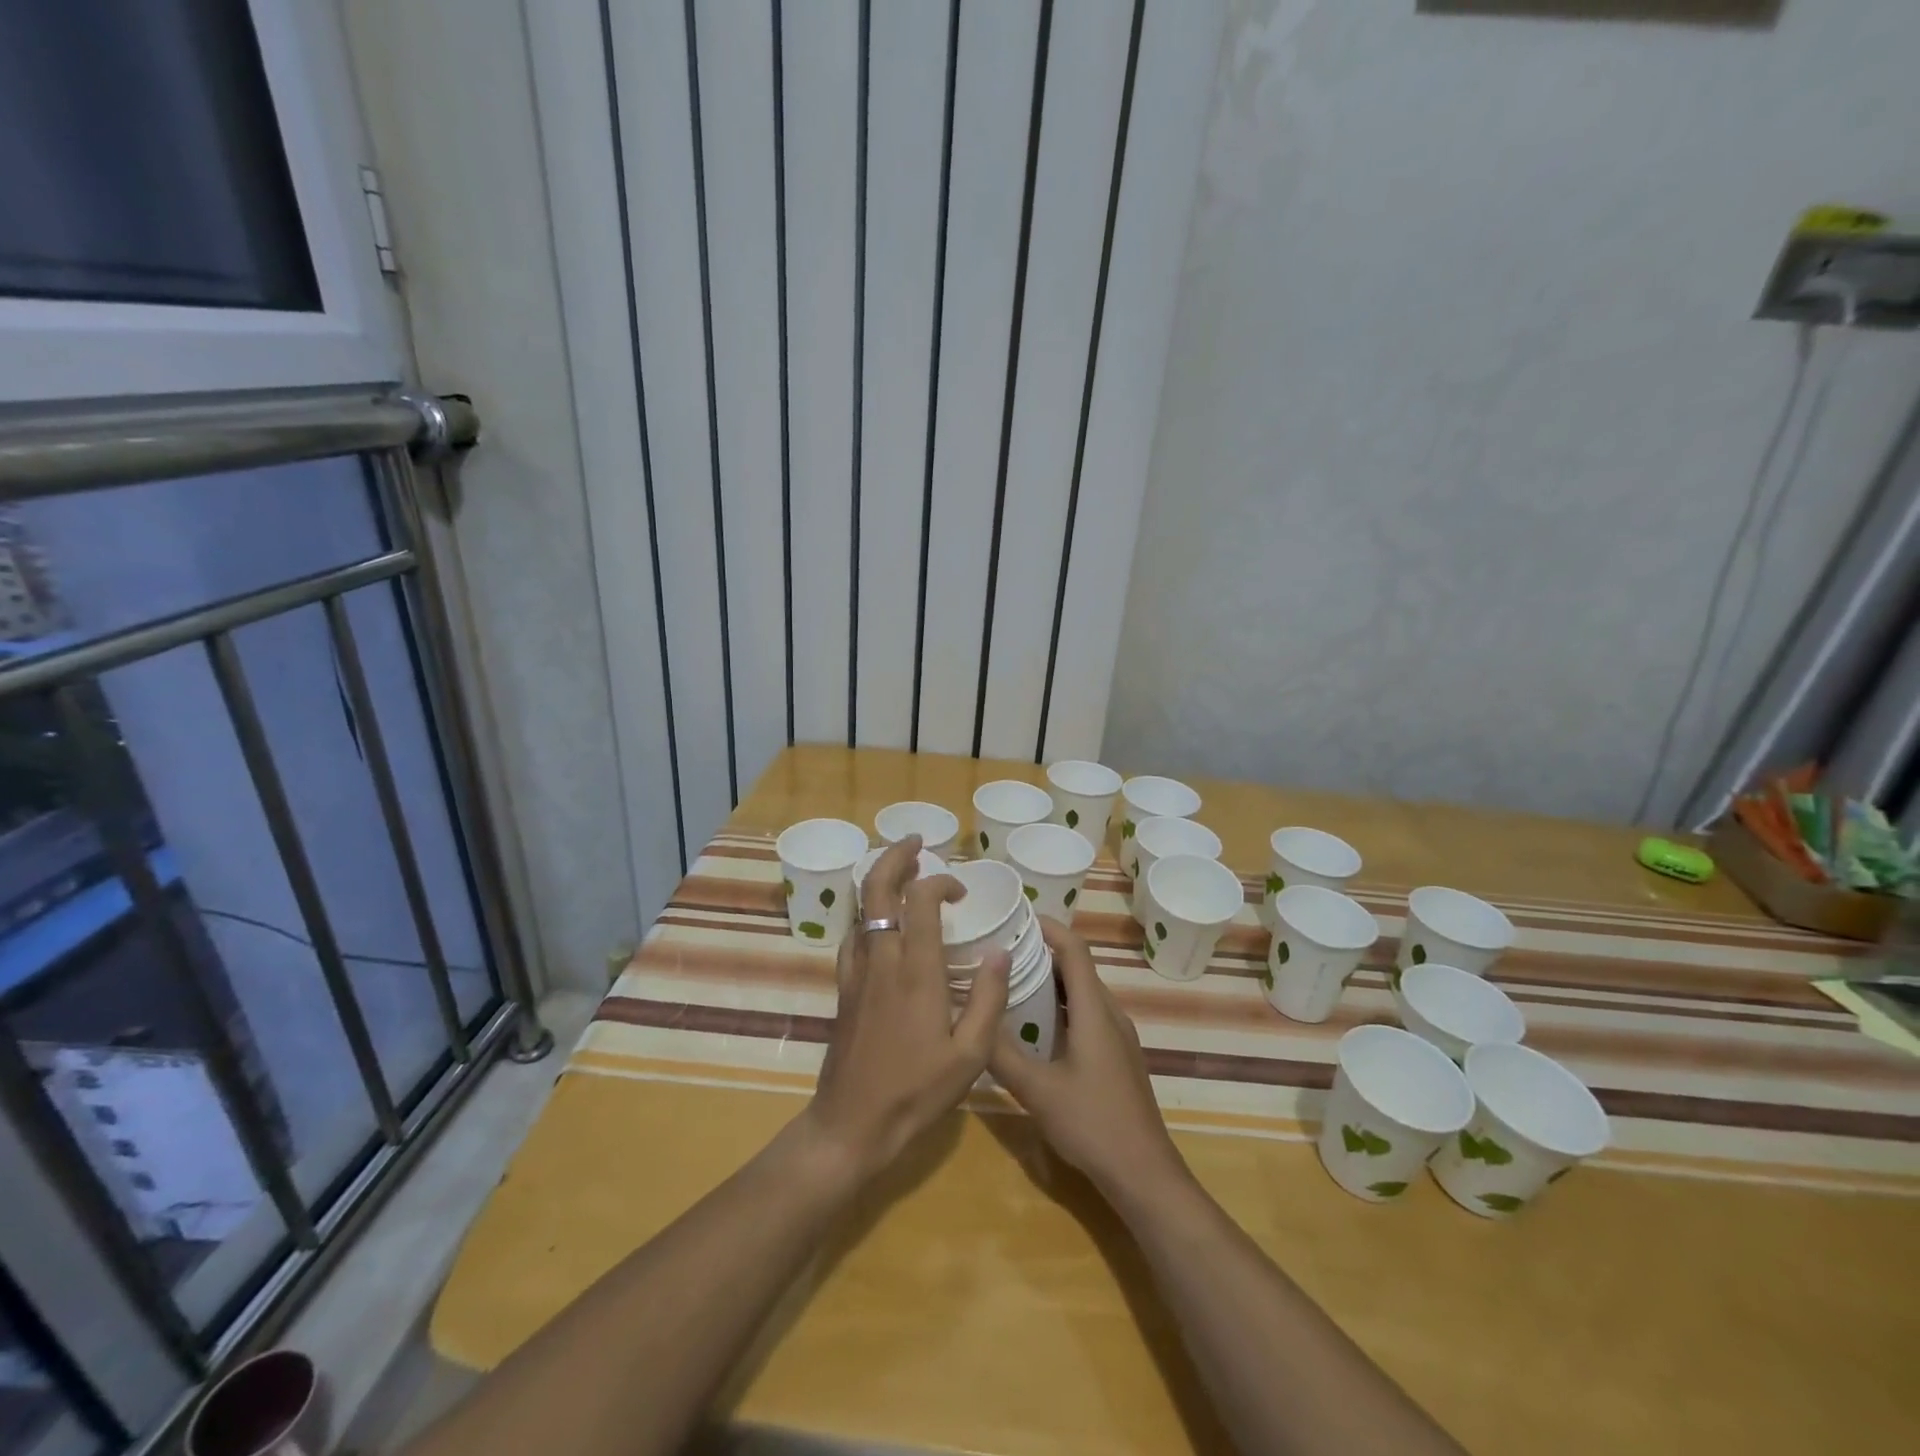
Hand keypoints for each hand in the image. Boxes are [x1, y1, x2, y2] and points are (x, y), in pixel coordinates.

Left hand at [804, 836, 1008, 1182]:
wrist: (851, 1125)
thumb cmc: (917, 1092)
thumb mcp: (971, 1054)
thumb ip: (988, 998)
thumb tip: (999, 951)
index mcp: (916, 970)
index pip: (920, 899)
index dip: (940, 882)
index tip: (961, 893)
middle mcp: (881, 959)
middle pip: (878, 887)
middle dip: (895, 856)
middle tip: (916, 843)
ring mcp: (856, 972)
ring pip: (861, 908)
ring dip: (880, 881)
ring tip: (902, 873)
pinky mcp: (843, 988)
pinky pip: (853, 935)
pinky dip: (868, 914)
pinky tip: (882, 926)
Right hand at [988, 918, 1188, 1201]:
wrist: (1144, 1174)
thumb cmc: (1092, 1124)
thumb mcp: (1037, 1090)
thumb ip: (1002, 1054)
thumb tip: (973, 1017)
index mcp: (1094, 1011)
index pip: (1074, 949)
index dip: (1048, 926)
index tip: (1016, 915)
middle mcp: (1110, 1014)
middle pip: (1077, 967)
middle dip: (1042, 951)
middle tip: (1001, 950)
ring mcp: (1118, 1037)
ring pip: (1082, 993)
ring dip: (1050, 981)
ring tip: (1011, 981)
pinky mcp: (1117, 1057)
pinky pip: (1087, 1014)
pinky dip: (1061, 1006)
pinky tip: (1036, 1027)